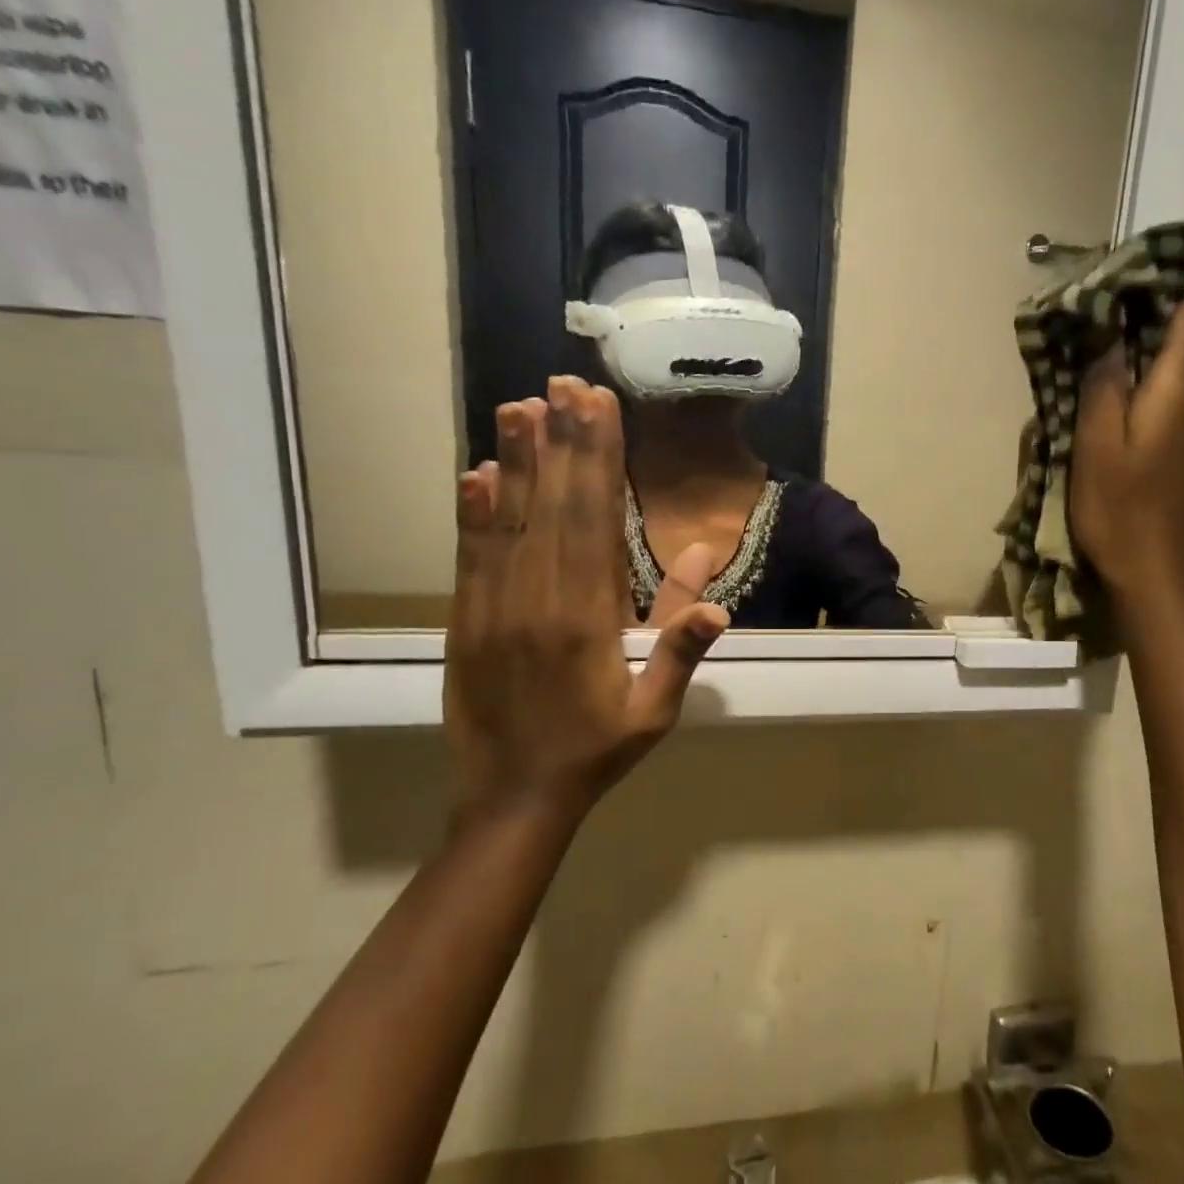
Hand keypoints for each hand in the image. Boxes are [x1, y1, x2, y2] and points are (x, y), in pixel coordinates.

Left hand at [445, 377, 728, 831]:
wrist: (512, 799)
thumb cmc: (594, 752)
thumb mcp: (653, 710)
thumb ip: (680, 648)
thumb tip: (719, 597)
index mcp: (587, 620)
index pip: (595, 523)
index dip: (598, 462)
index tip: (599, 410)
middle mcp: (537, 601)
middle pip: (553, 508)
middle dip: (562, 443)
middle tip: (564, 385)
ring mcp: (493, 608)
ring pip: (508, 521)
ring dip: (517, 461)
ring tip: (520, 406)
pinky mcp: (464, 620)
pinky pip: (470, 556)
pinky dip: (474, 512)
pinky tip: (477, 472)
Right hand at [1071, 225, 1183, 601]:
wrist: (1156, 569)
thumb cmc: (1119, 506)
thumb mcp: (1096, 443)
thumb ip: (1104, 384)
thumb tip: (1111, 337)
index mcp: (1180, 391)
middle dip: (1171, 311)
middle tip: (1133, 292)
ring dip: (1161, 354)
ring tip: (1122, 349)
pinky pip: (1183, 403)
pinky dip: (1161, 387)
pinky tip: (1132, 402)